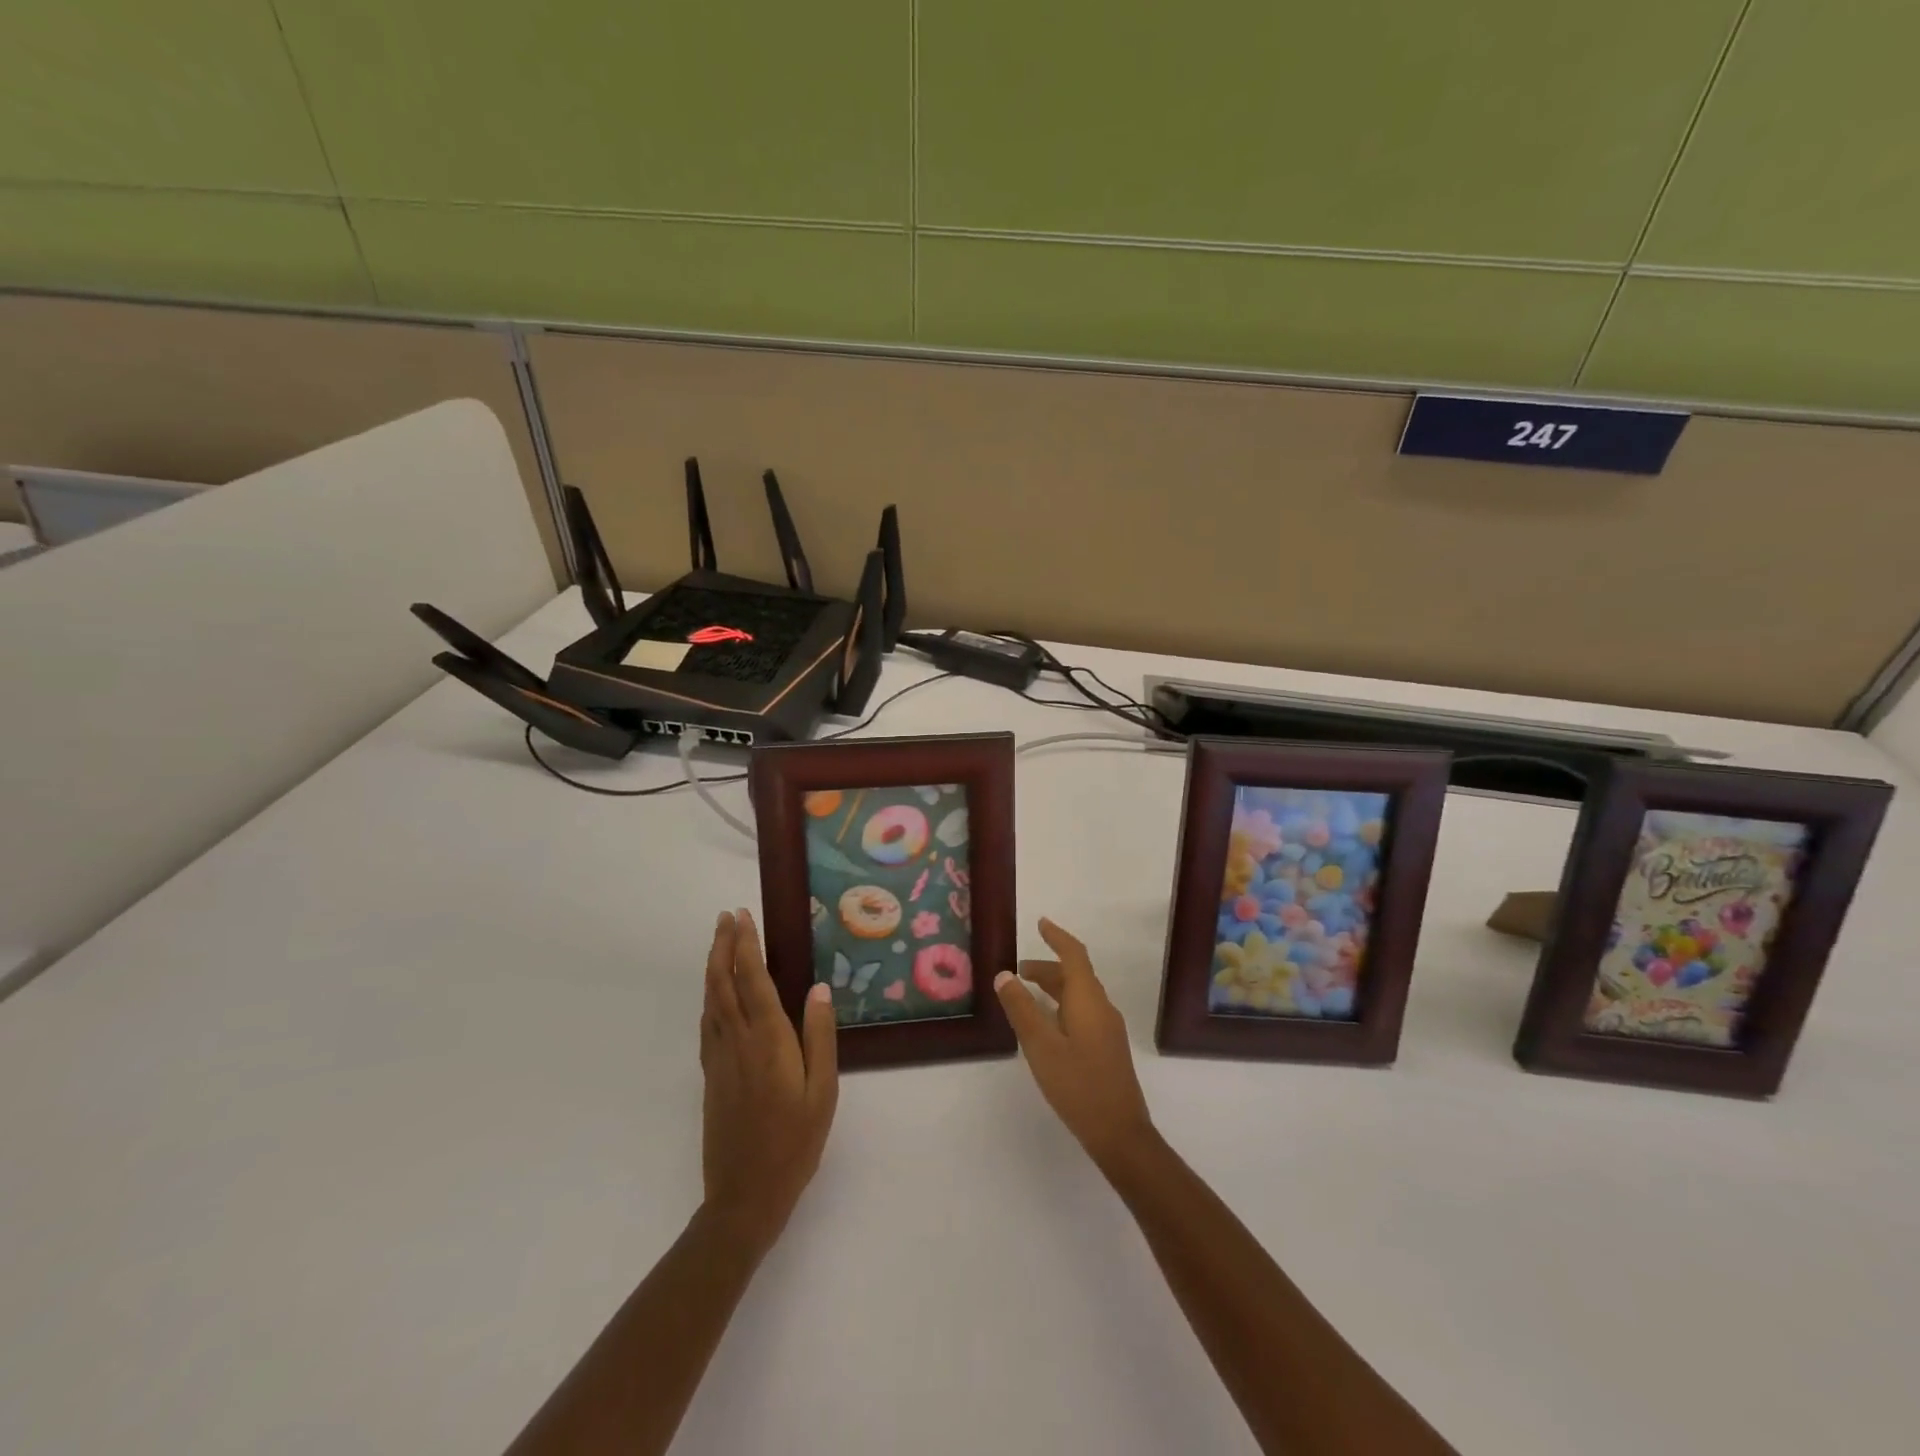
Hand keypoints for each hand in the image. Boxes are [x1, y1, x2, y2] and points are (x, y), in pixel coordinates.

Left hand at [699, 909, 837, 1254]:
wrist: (744, 1197)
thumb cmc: (794, 1143)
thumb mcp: (823, 1091)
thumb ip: (821, 1037)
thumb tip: (820, 988)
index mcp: (768, 1041)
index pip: (753, 980)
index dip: (745, 945)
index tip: (742, 916)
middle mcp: (738, 1041)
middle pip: (723, 983)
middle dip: (723, 946)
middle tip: (726, 916)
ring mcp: (719, 1059)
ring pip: (711, 1001)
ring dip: (713, 966)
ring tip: (718, 942)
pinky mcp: (710, 1076)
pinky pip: (707, 1023)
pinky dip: (709, 997)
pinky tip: (715, 994)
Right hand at [995, 918, 1155, 1169]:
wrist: (1120, 1133)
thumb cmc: (1078, 1085)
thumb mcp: (1041, 1046)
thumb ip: (1021, 1009)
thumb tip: (1004, 975)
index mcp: (1088, 1000)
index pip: (1074, 955)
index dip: (1057, 937)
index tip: (1040, 923)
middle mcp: (1102, 1007)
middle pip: (1075, 975)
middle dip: (1047, 967)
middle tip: (1017, 971)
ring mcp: (1108, 1029)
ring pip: (1079, 995)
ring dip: (1053, 988)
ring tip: (1025, 994)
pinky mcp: (1107, 1048)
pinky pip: (1083, 1012)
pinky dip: (1061, 1005)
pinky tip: (1046, 1025)